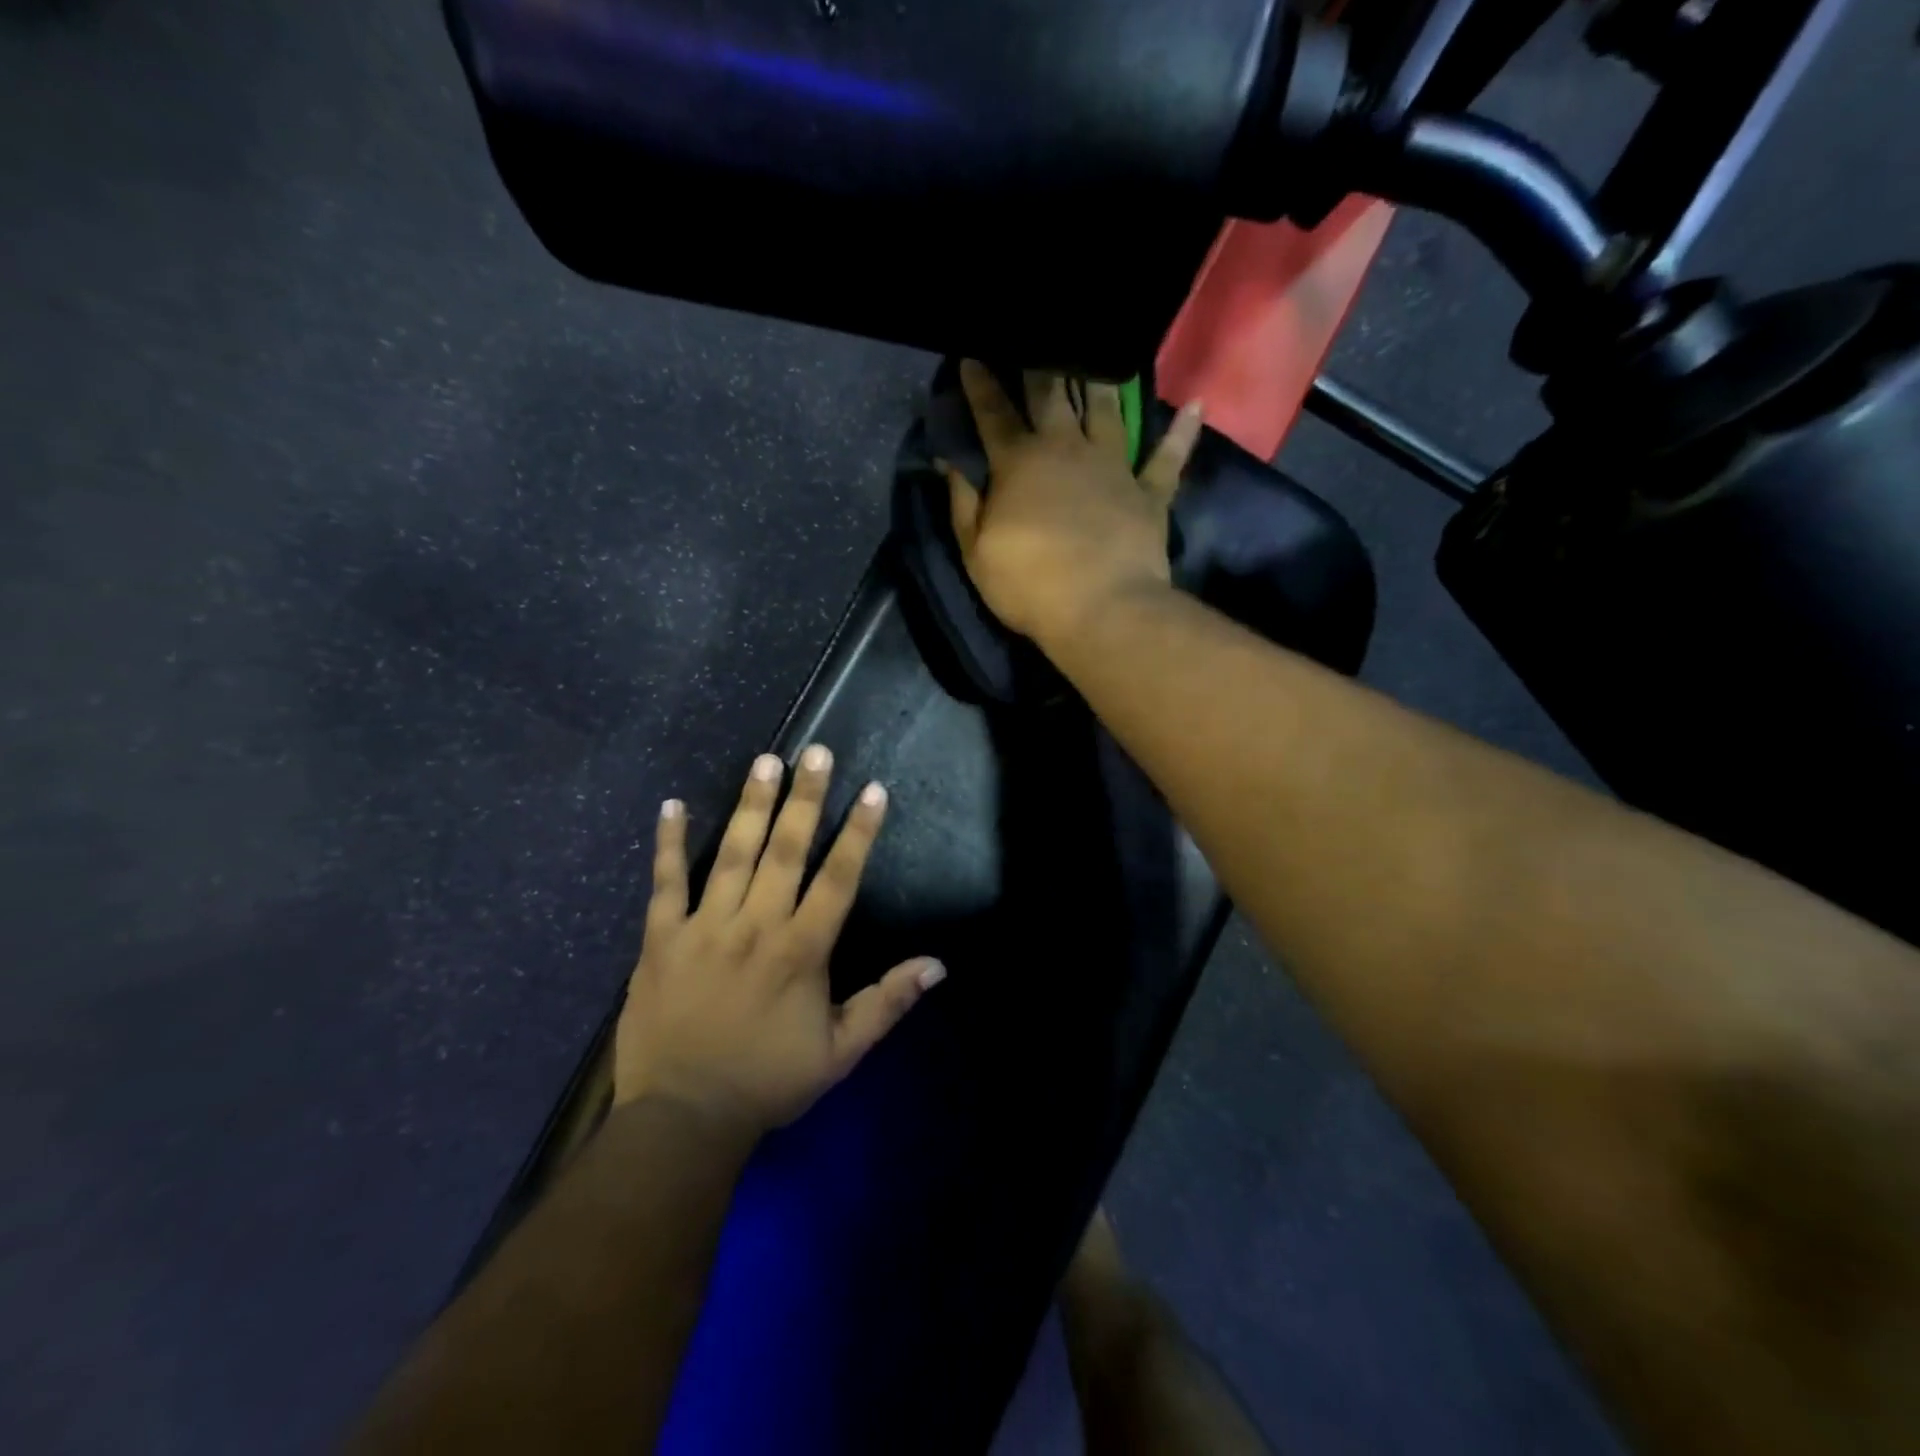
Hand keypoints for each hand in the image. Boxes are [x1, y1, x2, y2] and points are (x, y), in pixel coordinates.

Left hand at [612, 746, 943, 1131]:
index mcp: (802, 951)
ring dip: (751, 805)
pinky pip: (665, 883)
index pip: (838, 878)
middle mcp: (757, 926)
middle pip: (786, 851)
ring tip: (765, 760)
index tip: (872, 790)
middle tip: (815, 751)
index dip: (858, 832)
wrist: (683, 1119)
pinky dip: (669, 844)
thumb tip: (938, 965)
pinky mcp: (661, 939)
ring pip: (733, 855)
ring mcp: (705, 928)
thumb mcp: (840, 1052)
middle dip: (805, 798)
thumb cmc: (768, 1081)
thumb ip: (888, 1002)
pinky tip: (674, 805)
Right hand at [938, 361, 1204, 645]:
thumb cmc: (1029, 584)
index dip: (980, 384)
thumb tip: (948, 462)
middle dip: (1040, 364)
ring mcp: (1113, 466)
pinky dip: (1182, 431)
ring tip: (1100, 350)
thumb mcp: (975, 552)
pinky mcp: (1150, 491)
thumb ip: (962, 503)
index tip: (972, 355)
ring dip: (1101, 379)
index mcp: (1019, 463)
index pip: (993, 414)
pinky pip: (1168, 456)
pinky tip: (1196, 403)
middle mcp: (1067, 449)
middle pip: (1052, 395)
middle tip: (1038, 338)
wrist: (1102, 609)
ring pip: (1107, 409)